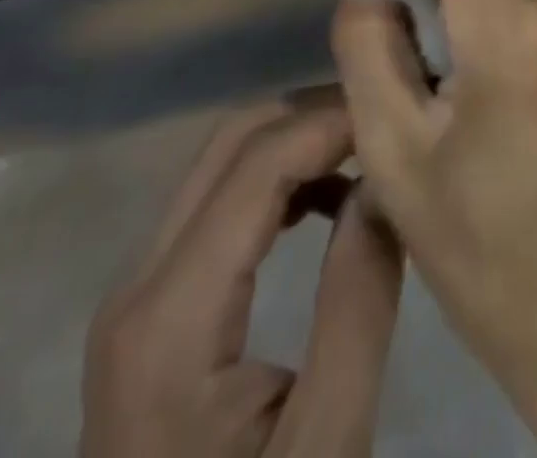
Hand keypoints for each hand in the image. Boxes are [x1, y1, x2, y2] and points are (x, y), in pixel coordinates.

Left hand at [81, 95, 403, 457]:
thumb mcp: (324, 448)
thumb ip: (357, 304)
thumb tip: (385, 181)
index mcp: (169, 321)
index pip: (258, 165)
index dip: (332, 122)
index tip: (400, 112)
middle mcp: (137, 283)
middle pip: (231, 142)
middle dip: (315, 116)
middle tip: (390, 122)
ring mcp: (136, 292)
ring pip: (222, 162)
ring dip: (299, 140)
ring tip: (372, 151)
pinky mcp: (151, 306)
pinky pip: (217, 201)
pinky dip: (279, 177)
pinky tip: (331, 200)